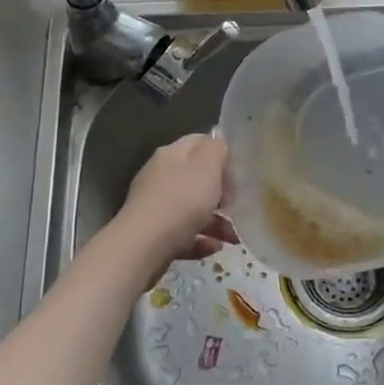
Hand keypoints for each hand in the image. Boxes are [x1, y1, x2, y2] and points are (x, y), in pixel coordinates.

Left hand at [117, 134, 236, 266]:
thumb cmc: (181, 201)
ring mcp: (155, 206)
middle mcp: (160, 176)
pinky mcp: (153, 235)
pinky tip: (216, 248)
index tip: (240, 170)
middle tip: (239, 203)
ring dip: (215, 221)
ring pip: (191, 209)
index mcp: (171, 155)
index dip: (221, 152)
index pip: (199, 142)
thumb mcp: (207, 168)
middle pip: (196, 178)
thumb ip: (216, 149)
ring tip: (234, 236)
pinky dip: (200, 240)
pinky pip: (183, 234)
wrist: (144, 247)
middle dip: (221, 192)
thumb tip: (217, 136)